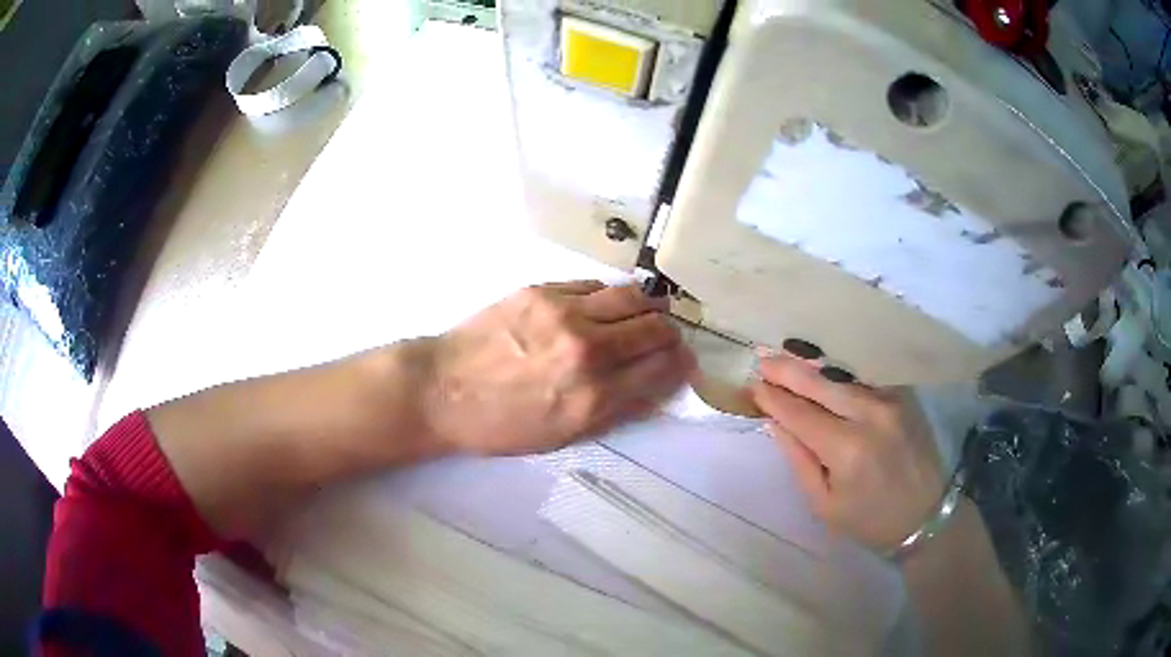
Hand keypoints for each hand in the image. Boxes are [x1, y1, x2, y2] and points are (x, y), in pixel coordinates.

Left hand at [426, 281, 694, 455]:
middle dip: (670, 334)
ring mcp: (565, 313)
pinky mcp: (542, 290)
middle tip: (666, 338)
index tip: (682, 361)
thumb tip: (656, 388)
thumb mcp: (562, 436)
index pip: (662, 369)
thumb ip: (615, 411)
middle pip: (655, 328)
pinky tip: (603, 306)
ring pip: (632, 297)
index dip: (681, 364)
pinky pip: (595, 285)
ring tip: (644, 314)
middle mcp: (587, 350)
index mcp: (593, 396)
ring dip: (647, 307)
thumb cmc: (499, 425)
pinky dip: (609, 296)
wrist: (441, 389)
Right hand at [750, 353, 945, 552]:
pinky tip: (824, 365)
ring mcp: (891, 401)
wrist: (926, 514)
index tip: (752, 386)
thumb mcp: (825, 505)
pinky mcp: (905, 395)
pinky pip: (865, 377)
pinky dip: (841, 370)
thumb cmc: (870, 519)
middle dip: (787, 370)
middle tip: (761, 358)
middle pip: (820, 383)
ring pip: (843, 374)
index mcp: (847, 449)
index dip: (774, 398)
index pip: (800, 413)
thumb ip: (800, 461)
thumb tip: (776, 423)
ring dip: (812, 364)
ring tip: (785, 354)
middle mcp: (870, 416)